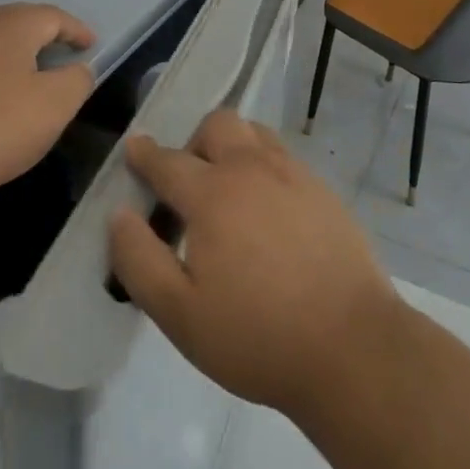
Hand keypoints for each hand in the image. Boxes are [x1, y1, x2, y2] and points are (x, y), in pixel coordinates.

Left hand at [0, 4, 95, 232]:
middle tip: (48, 55)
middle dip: (33, 32)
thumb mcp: (54, 109)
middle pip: (7, 18)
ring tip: (0, 66)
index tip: (88, 46)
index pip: (51, 16)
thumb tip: (76, 68)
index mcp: (6, 27)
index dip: (74, 29)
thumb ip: (76, 80)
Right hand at [108, 110, 400, 420]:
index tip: (134, 147)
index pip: (169, 161)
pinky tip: (266, 210)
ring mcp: (295, 175)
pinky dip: (263, 166)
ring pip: (255, 133)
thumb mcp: (180, 313)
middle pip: (217, 124)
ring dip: (232, 146)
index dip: (145, 154)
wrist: (350, 344)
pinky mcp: (324, 190)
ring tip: (227, 191)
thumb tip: (119, 214)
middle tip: (187, 186)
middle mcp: (253, 168)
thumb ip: (140, 260)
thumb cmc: (256, 334)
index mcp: (213, 194)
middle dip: (193, 142)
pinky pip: (284, 157)